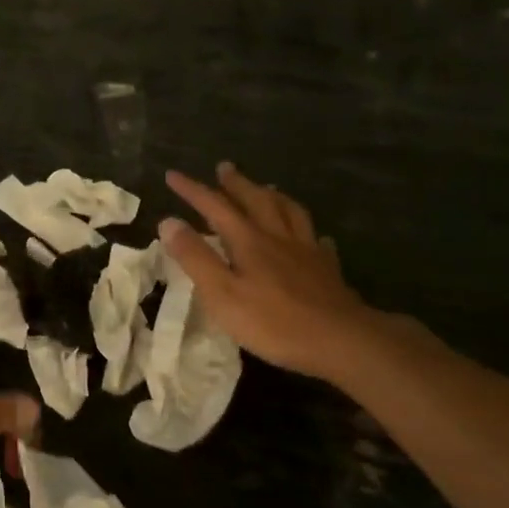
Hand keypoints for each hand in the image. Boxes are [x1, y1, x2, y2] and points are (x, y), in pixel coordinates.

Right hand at [158, 163, 380, 381]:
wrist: (340, 340)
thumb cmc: (273, 321)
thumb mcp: (221, 293)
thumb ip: (195, 258)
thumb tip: (168, 222)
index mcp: (249, 241)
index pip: (215, 207)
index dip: (192, 190)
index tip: (172, 175)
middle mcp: (278, 237)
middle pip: (256, 200)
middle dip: (236, 183)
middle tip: (224, 167)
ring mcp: (306, 251)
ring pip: (289, 212)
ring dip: (273, 196)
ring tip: (267, 188)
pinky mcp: (327, 270)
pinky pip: (318, 242)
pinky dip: (309, 232)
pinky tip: (313, 236)